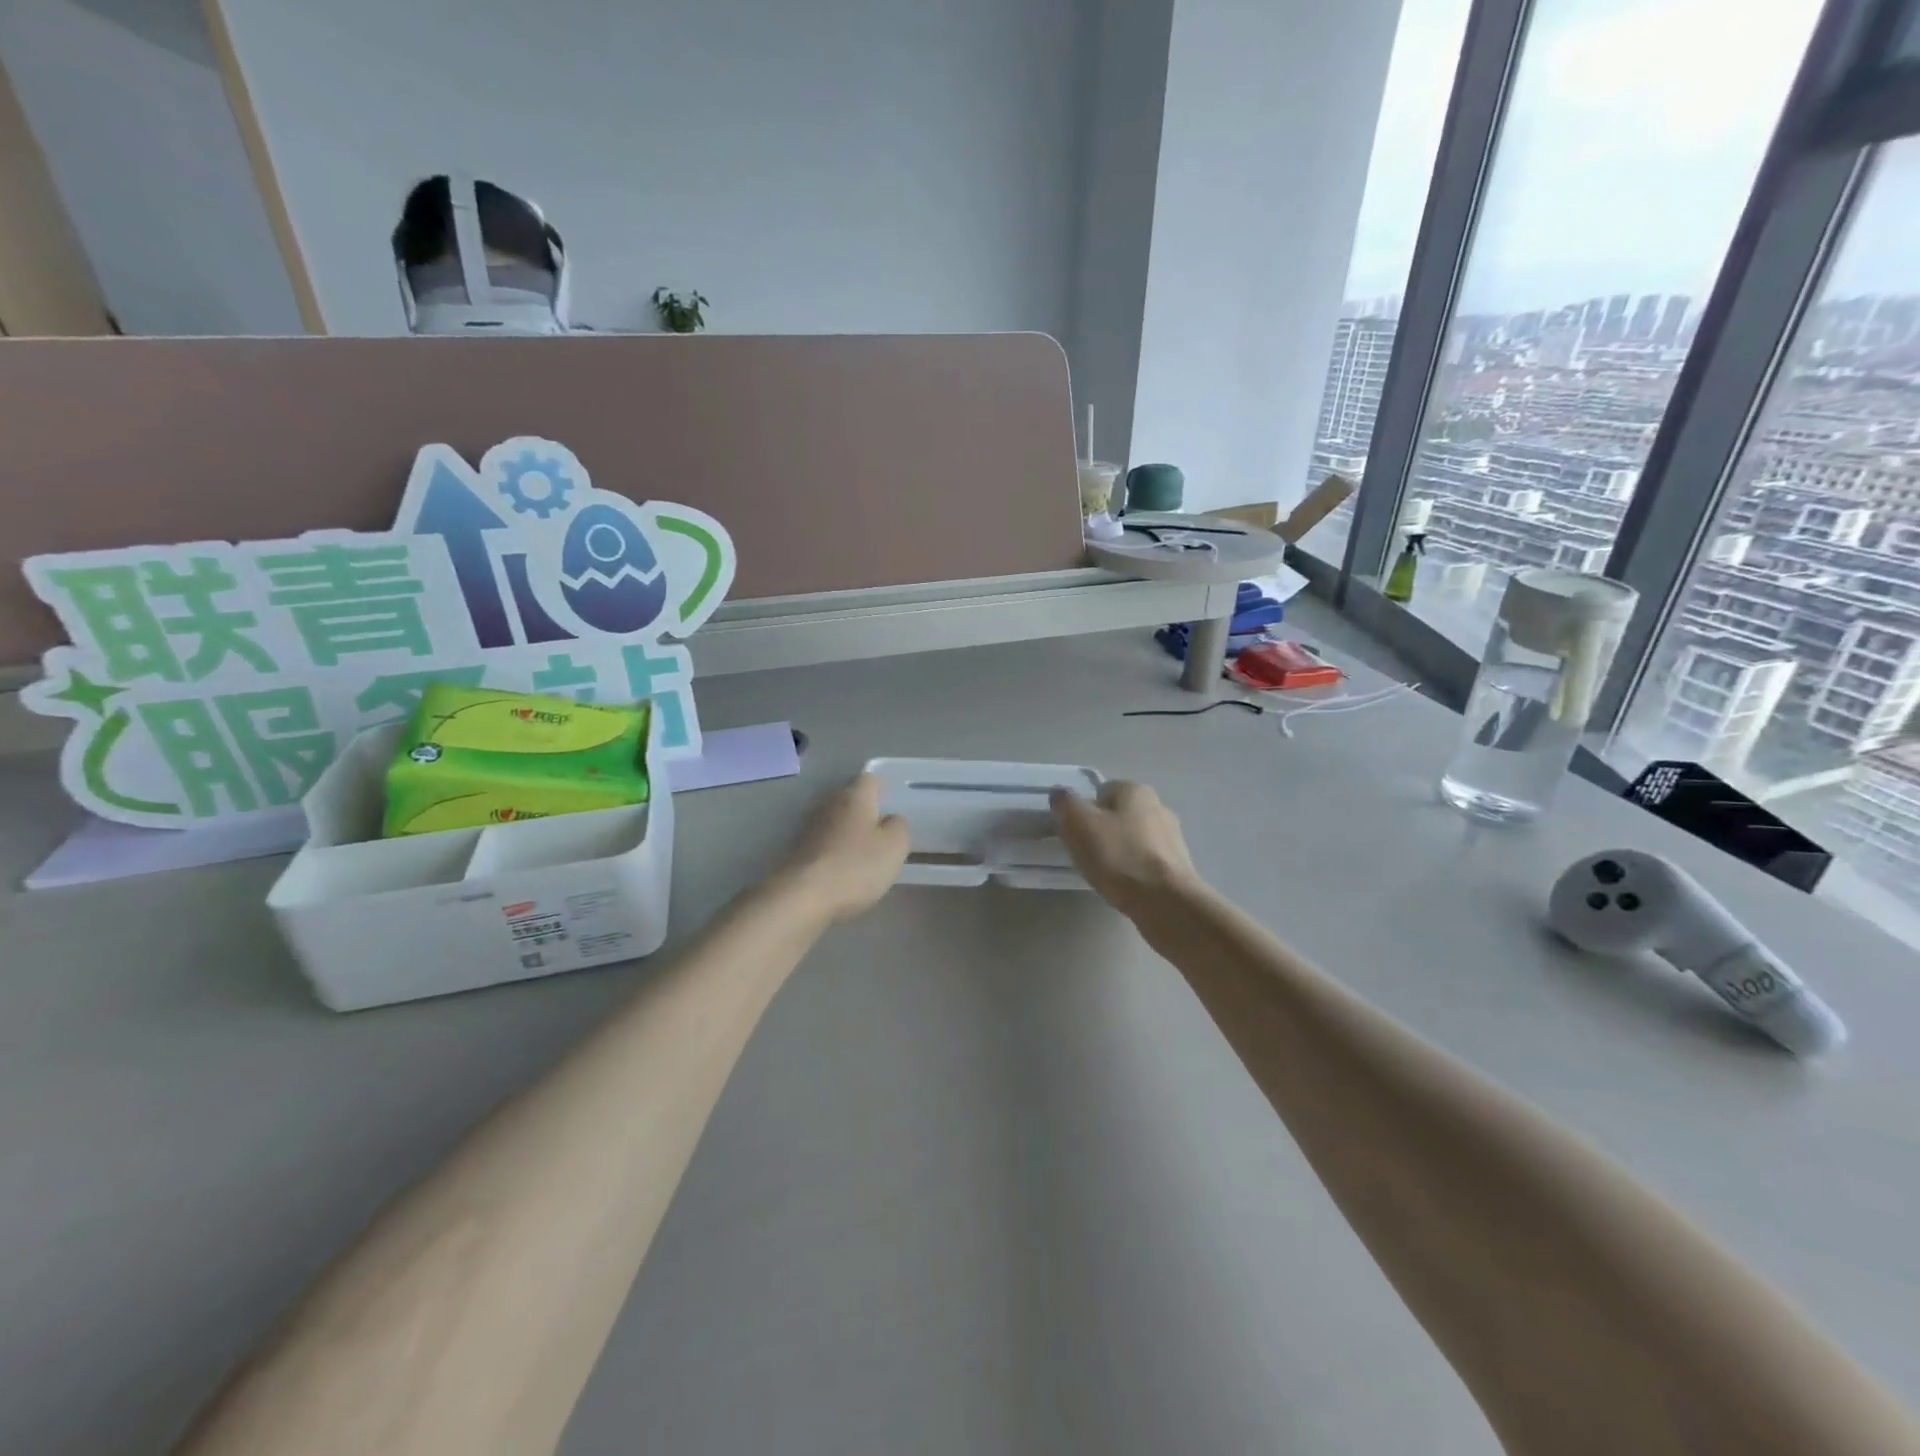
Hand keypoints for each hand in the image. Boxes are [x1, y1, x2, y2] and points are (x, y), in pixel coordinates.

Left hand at [776, 773, 910, 923]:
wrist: (803, 896)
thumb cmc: (856, 865)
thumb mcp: (895, 846)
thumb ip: (898, 826)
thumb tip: (891, 819)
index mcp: (854, 797)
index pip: (870, 779)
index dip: (883, 789)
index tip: (892, 804)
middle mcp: (829, 804)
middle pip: (850, 800)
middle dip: (865, 812)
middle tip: (882, 833)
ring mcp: (809, 828)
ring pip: (836, 822)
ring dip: (848, 833)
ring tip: (864, 855)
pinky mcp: (798, 851)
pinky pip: (824, 844)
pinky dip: (834, 852)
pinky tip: (843, 871)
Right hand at [1050, 780, 1201, 917]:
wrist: (1165, 902)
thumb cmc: (1118, 856)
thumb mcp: (1079, 824)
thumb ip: (1065, 803)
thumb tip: (1060, 795)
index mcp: (1135, 790)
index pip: (1100, 792)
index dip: (1083, 813)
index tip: (1075, 835)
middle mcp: (1158, 806)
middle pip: (1116, 815)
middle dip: (1100, 832)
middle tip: (1086, 855)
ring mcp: (1172, 836)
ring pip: (1131, 839)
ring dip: (1117, 852)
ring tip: (1105, 874)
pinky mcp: (1178, 865)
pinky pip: (1145, 861)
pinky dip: (1133, 870)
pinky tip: (1125, 886)